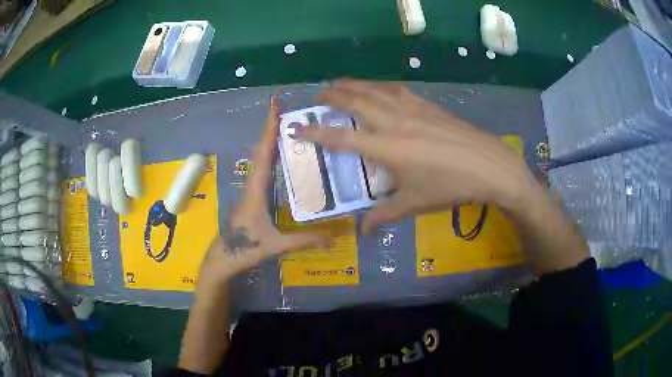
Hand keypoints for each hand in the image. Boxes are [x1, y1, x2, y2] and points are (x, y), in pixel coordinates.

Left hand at [197, 98, 326, 292]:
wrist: (222, 259)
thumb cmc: (245, 249)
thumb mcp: (276, 245)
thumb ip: (304, 241)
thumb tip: (334, 239)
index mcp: (256, 189)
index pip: (264, 153)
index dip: (270, 128)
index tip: (275, 106)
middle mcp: (252, 184)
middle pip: (261, 150)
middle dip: (271, 128)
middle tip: (286, 111)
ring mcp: (250, 190)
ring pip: (260, 159)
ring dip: (270, 141)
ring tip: (286, 127)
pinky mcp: (251, 197)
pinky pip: (261, 170)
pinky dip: (270, 156)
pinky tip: (280, 158)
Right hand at [297, 79, 543, 233]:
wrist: (489, 166)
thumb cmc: (450, 187)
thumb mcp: (414, 204)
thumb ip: (384, 216)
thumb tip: (363, 231)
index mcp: (388, 148)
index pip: (342, 139)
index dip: (316, 133)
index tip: (296, 127)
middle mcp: (395, 122)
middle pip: (356, 102)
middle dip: (332, 95)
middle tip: (317, 93)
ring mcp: (413, 109)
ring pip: (375, 90)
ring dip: (353, 84)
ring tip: (339, 83)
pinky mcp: (428, 105)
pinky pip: (396, 90)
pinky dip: (379, 86)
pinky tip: (377, 88)